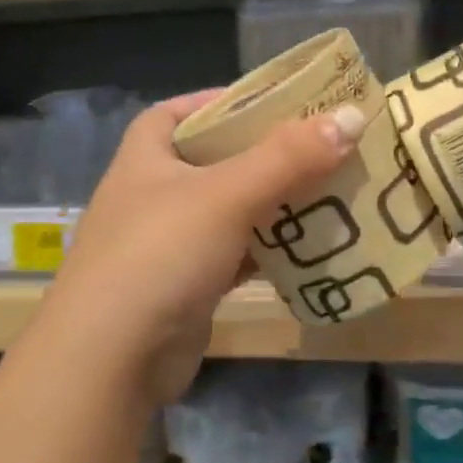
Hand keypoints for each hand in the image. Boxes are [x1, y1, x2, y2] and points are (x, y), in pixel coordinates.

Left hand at [46, 91, 362, 406]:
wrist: (110, 362)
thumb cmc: (160, 255)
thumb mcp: (227, 195)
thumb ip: (289, 157)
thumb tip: (352, 117)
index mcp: (147, 156)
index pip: (181, 111)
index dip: (224, 101)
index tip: (276, 103)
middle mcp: (155, 193)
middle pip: (218, 160)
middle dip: (267, 154)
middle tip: (323, 147)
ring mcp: (170, 242)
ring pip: (233, 209)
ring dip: (276, 202)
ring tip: (331, 190)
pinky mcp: (188, 285)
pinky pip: (238, 253)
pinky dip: (270, 248)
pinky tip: (310, 246)